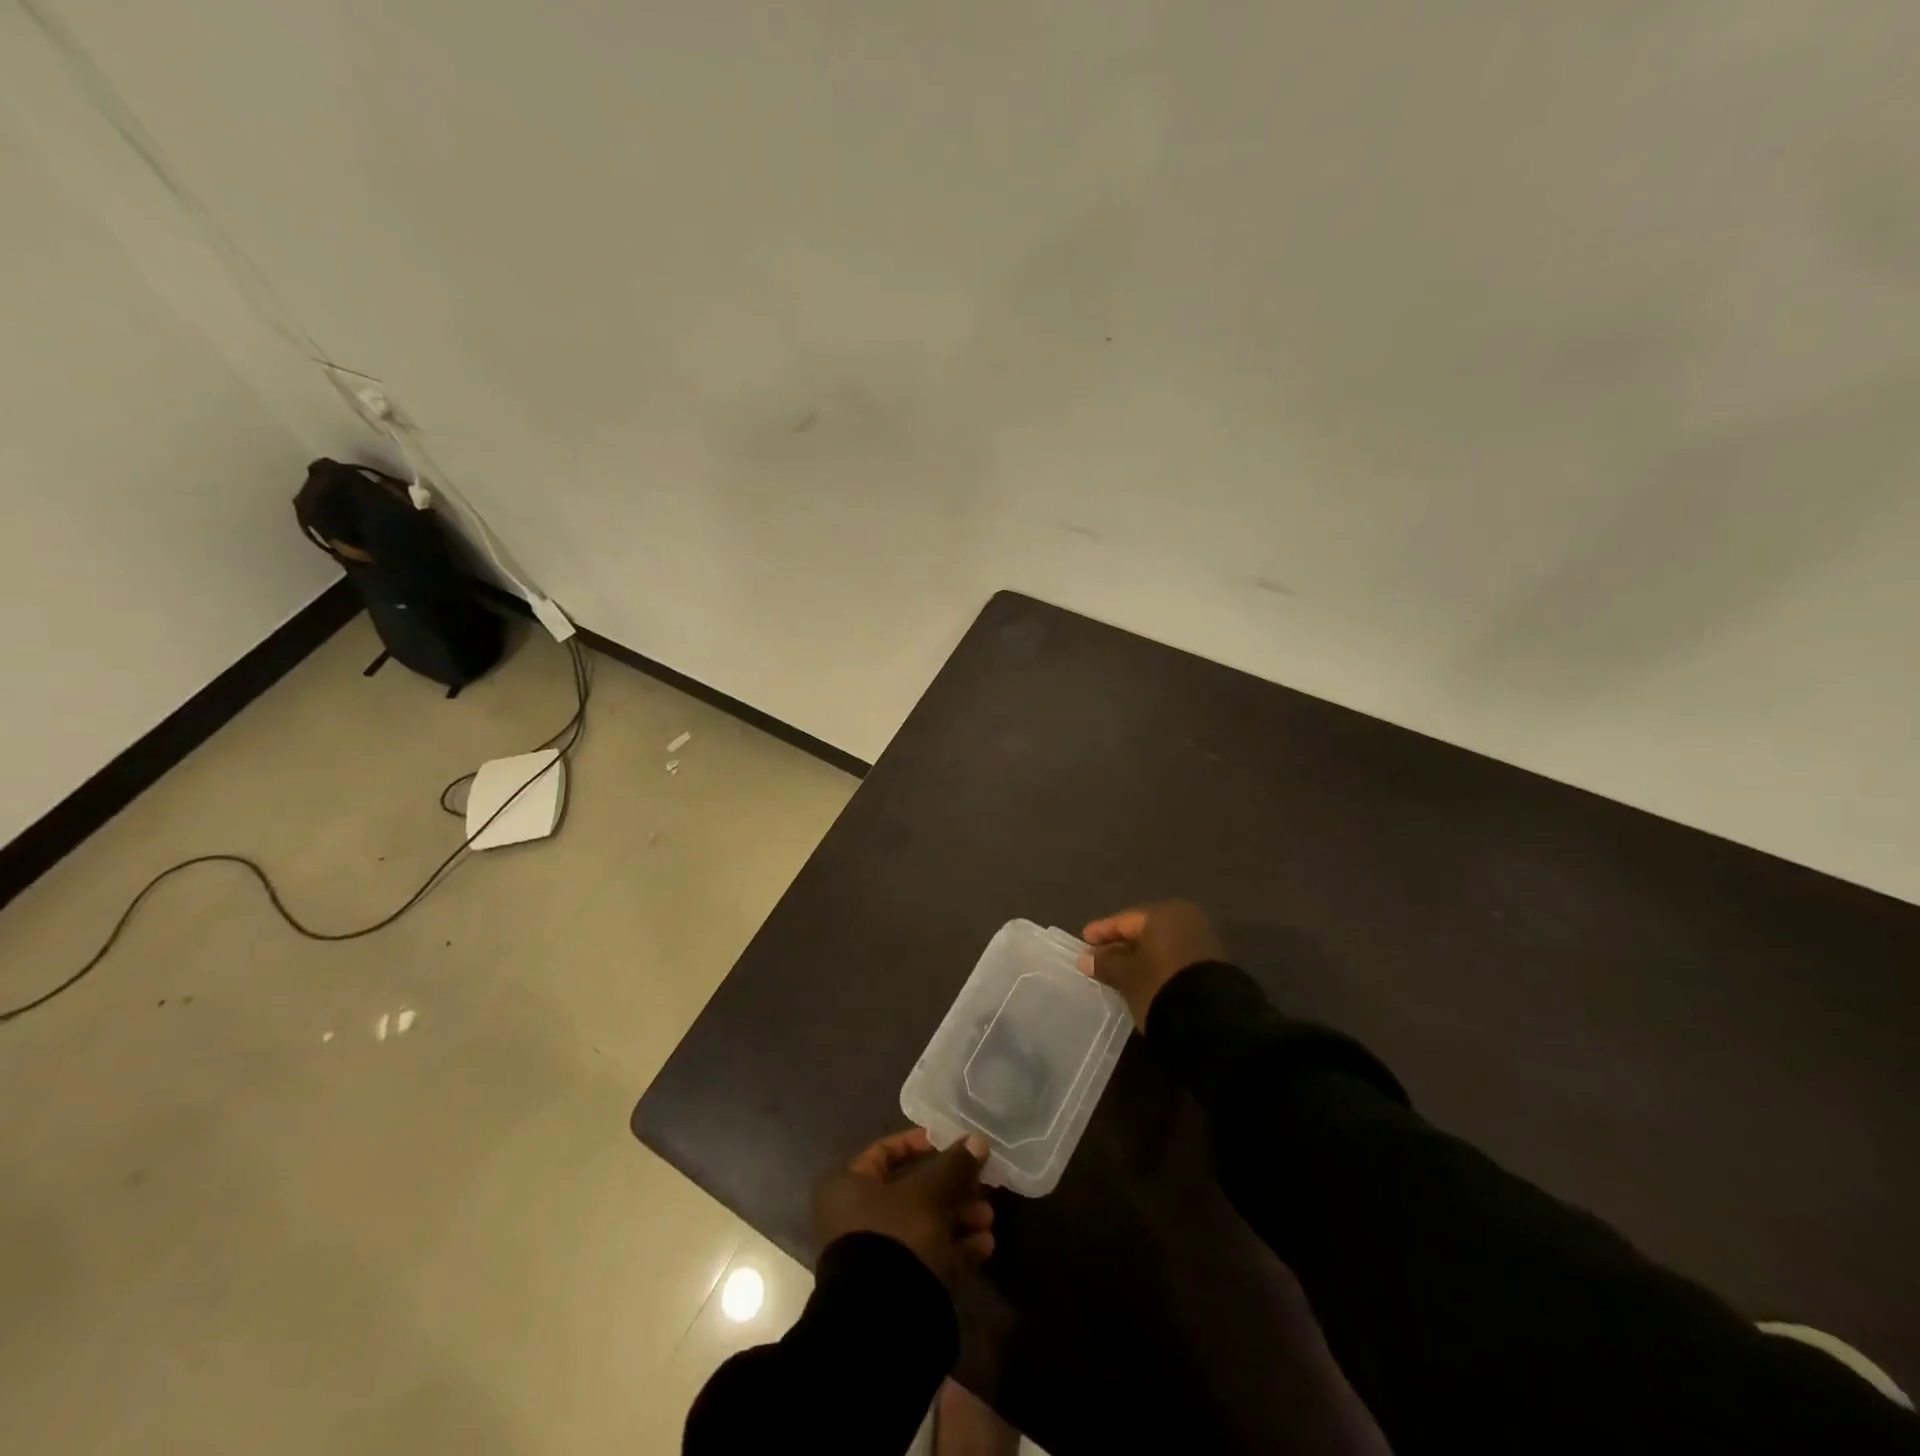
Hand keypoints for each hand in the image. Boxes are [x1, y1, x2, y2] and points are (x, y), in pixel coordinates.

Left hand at [811, 1128, 995, 1282]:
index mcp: (847, 1187)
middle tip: (981, 1184)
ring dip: (959, 1218)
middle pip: (911, 1191)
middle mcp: (855, 1218)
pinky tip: (986, 1245)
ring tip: (988, 1217)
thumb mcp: (929, 1191)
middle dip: (951, 1187)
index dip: (919, 1144)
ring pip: (923, 1225)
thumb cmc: (896, 1234)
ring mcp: (875, 1256)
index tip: (951, 1144)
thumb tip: (978, 1141)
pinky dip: (955, 1249)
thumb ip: (955, 1165)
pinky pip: (928, 1258)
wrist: (883, 1320)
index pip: (884, 1153)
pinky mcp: (895, 1288)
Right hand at [1079, 899, 1226, 1029]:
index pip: (1125, 920)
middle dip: (1121, 945)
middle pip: (1144, 931)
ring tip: (1119, 972)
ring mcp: (1203, 941)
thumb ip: (1106, 963)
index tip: (1084, 941)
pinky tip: (1144, 980)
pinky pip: (1175, 957)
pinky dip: (1158, 965)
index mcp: (1164, 913)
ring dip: (1140, 957)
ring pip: (1161, 945)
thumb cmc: (1161, 985)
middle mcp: (1186, 919)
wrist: (1212, 1021)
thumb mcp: (1127, 976)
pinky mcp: (1212, 964)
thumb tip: (1087, 959)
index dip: (1102, 931)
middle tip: (1099, 957)